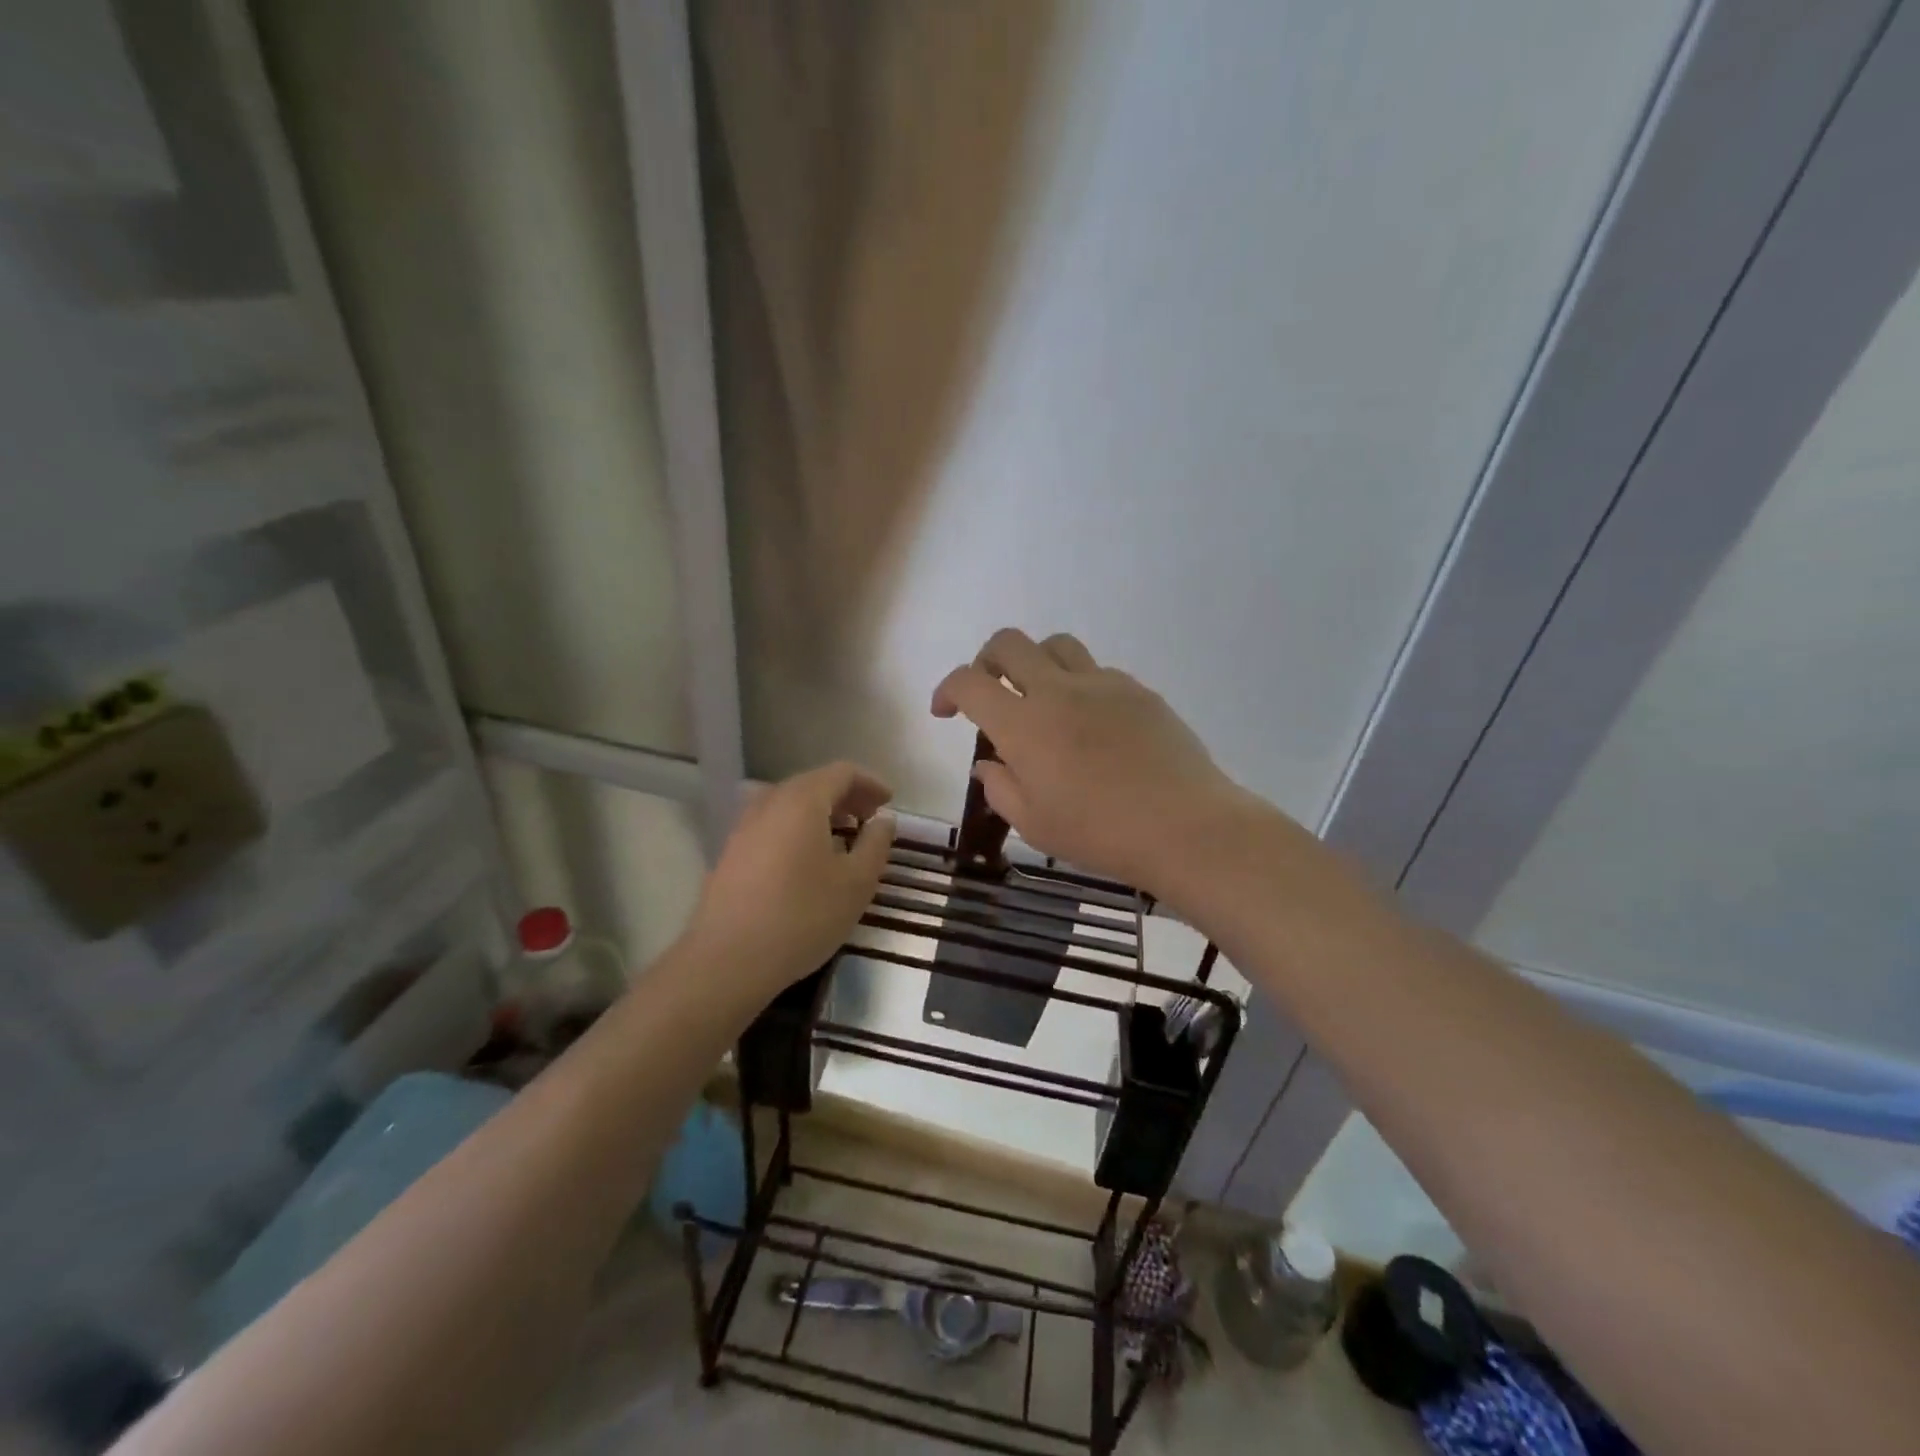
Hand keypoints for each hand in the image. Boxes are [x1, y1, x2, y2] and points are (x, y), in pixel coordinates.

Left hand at [684, 762, 894, 996]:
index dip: (870, 783)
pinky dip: (798, 829)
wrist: (727, 960)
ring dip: (821, 813)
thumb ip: (876, 844)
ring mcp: (744, 828)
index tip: (889, 803)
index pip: (841, 772)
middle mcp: (769, 803)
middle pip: (813, 784)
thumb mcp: (856, 883)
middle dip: (846, 796)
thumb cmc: (802, 916)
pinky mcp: (730, 853)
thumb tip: (883, 820)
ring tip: (843, 838)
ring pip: (789, 805)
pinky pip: (772, 826)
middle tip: (870, 819)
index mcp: (802, 801)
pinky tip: (808, 861)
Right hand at [931, 629, 1253, 895]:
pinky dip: (1079, 685)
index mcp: (1024, 725)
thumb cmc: (1100, 833)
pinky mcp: (1139, 691)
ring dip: (1035, 662)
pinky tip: (1091, 723)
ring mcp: (1103, 685)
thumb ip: (1001, 788)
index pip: (969, 683)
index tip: (946, 711)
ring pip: (1056, 645)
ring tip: (1041, 699)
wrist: (1185, 827)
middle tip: (989, 692)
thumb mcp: (1034, 824)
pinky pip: (1097, 671)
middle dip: (986, 660)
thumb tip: (990, 764)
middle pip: (1009, 643)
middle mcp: (1059, 691)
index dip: (947, 689)